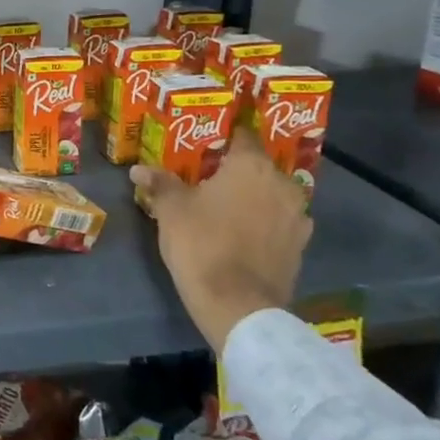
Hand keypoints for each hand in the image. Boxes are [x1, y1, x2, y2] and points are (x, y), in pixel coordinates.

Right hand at [130, 124, 310, 353]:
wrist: (237, 304)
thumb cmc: (201, 243)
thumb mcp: (171, 209)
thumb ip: (159, 183)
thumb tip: (138, 169)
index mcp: (251, 166)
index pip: (243, 135)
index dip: (224, 135)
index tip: (206, 141)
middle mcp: (282, 184)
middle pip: (258, 166)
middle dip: (236, 169)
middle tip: (208, 175)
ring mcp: (297, 216)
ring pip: (272, 194)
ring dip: (253, 196)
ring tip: (225, 205)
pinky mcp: (300, 245)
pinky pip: (279, 221)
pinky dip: (264, 221)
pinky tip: (242, 232)